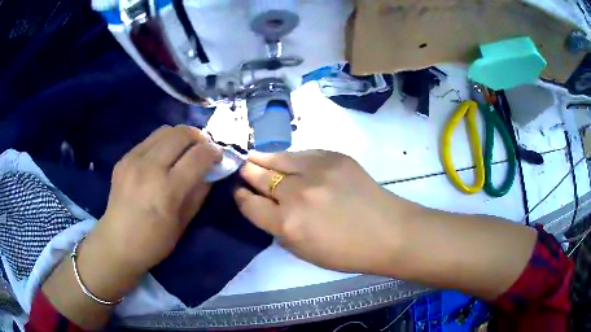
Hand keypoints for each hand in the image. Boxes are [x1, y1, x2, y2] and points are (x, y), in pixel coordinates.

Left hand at [87, 125, 221, 277]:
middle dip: (198, 137)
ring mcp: (133, 160)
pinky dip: (162, 144)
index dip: (213, 152)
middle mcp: (149, 168)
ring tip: (184, 149)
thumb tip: (210, 173)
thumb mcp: (183, 224)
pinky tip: (162, 158)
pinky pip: (148, 140)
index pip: (198, 156)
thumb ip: (199, 194)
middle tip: (203, 148)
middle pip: (181, 134)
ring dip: (180, 136)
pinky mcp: (123, 159)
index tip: (219, 155)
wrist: (117, 243)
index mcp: (167, 189)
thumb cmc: (153, 242)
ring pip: (164, 131)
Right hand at [234, 150, 421, 274]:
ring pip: (278, 158)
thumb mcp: (304, 252)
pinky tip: (287, 159)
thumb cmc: (347, 252)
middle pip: (260, 176)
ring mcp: (317, 171)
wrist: (388, 232)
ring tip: (254, 156)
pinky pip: (303, 153)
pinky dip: (291, 158)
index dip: (241, 197)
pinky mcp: (334, 157)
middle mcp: (297, 195)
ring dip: (263, 158)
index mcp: (288, 225)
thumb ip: (280, 229)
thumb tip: (266, 207)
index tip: (238, 192)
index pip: (251, 204)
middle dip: (248, 173)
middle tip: (243, 169)